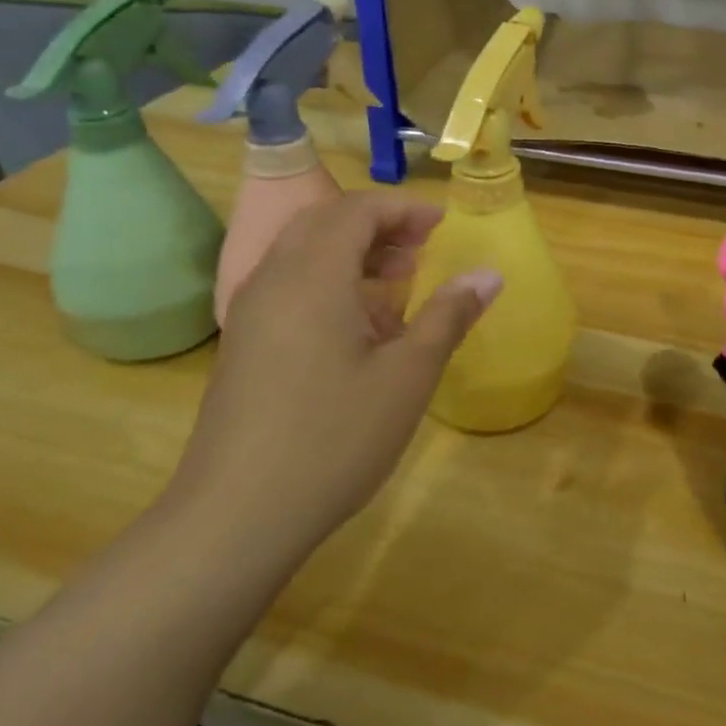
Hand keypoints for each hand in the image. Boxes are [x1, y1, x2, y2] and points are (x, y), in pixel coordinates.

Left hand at [170, 192, 500, 564]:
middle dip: (378, 225)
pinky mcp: (243, 343)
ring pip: (303, 253)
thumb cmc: (333, 439)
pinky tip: (357, 327)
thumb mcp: (407, 377)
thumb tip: (489, 273)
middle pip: (325, 222)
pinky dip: (327, 280)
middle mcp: (274, 280)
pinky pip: (288, 285)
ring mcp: (250, 313)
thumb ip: (449, 315)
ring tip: (396, 285)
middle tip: (421, 251)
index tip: (442, 227)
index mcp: (313, 276)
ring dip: (351, 252)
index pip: (356, 209)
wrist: (236, 516)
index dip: (403, 209)